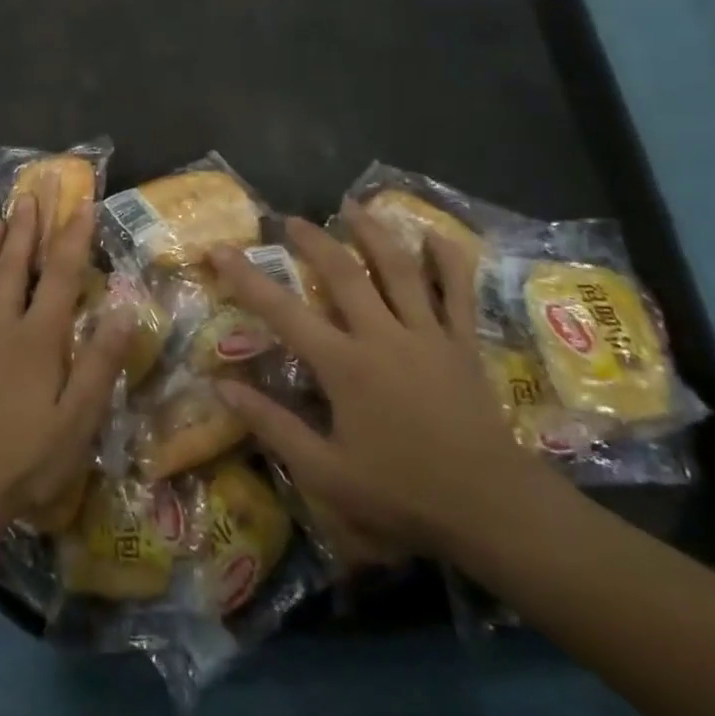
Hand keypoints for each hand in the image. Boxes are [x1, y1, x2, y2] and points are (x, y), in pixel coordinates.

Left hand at [0, 192, 129, 540]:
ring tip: (2, 215)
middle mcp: (2, 326)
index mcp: (38, 339)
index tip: (82, 202)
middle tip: (33, 190)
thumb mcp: (78, 421)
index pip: (60, 275)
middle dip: (28, 225)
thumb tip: (125, 308)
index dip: (73, 236)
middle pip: (16, 265)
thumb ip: (100, 362)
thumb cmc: (24, 459)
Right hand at [209, 203, 551, 559]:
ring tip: (353, 206)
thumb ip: (272, 425)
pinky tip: (436, 236)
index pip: (283, 311)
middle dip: (313, 241)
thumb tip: (222, 386)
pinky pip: (458, 292)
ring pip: (399, 269)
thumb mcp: (325, 472)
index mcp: (345, 365)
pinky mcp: (463, 344)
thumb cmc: (403, 492)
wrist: (494, 509)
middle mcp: (383, 336)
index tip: (219, 250)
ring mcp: (428, 335)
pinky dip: (449, 260)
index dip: (246, 278)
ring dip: (373, 232)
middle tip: (291, 220)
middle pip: (343, 273)